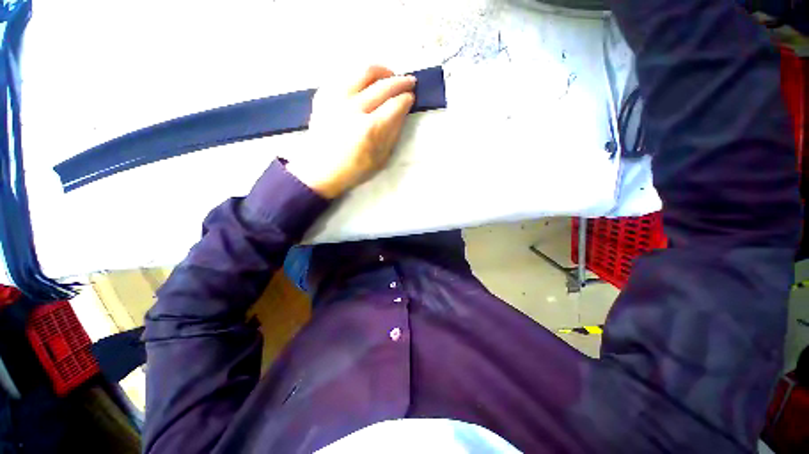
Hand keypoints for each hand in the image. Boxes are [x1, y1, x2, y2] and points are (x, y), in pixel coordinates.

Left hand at [286, 66, 415, 198]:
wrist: (320, 169)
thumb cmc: (354, 168)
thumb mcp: (381, 157)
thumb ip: (393, 132)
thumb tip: (402, 109)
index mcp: (369, 128)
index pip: (395, 105)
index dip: (407, 98)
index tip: (411, 97)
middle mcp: (353, 108)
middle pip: (383, 85)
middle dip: (401, 81)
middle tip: (410, 81)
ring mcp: (336, 98)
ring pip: (365, 71)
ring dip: (382, 71)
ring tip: (390, 76)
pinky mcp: (324, 94)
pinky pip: (346, 75)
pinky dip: (361, 76)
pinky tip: (367, 83)